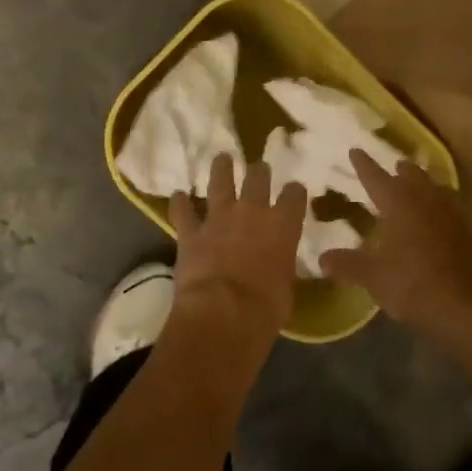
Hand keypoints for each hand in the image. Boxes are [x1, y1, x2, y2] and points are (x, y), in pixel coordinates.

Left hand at [167, 154, 305, 354]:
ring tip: (222, 158)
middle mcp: (252, 213)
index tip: (294, 191)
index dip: (294, 192)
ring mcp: (219, 219)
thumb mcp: (287, 287)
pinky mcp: (191, 232)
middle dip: (259, 171)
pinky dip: (179, 203)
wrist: (224, 313)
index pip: (294, 196)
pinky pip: (183, 212)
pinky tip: (177, 195)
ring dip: (221, 168)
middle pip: (257, 178)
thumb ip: (282, 268)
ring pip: (220, 182)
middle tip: (259, 168)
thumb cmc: (266, 308)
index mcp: (283, 226)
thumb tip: (278, 268)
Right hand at [320, 149, 471, 336]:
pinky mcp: (468, 235)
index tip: (356, 150)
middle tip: (395, 165)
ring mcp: (452, 217)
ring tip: (420, 185)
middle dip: (402, 170)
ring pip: (437, 190)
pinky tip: (440, 219)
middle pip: (413, 177)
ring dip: (426, 184)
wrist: (466, 306)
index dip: (364, 165)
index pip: (377, 178)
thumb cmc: (413, 284)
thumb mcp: (373, 277)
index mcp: (400, 205)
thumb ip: (348, 265)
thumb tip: (322, 258)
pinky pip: (453, 210)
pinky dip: (442, 207)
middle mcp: (426, 203)